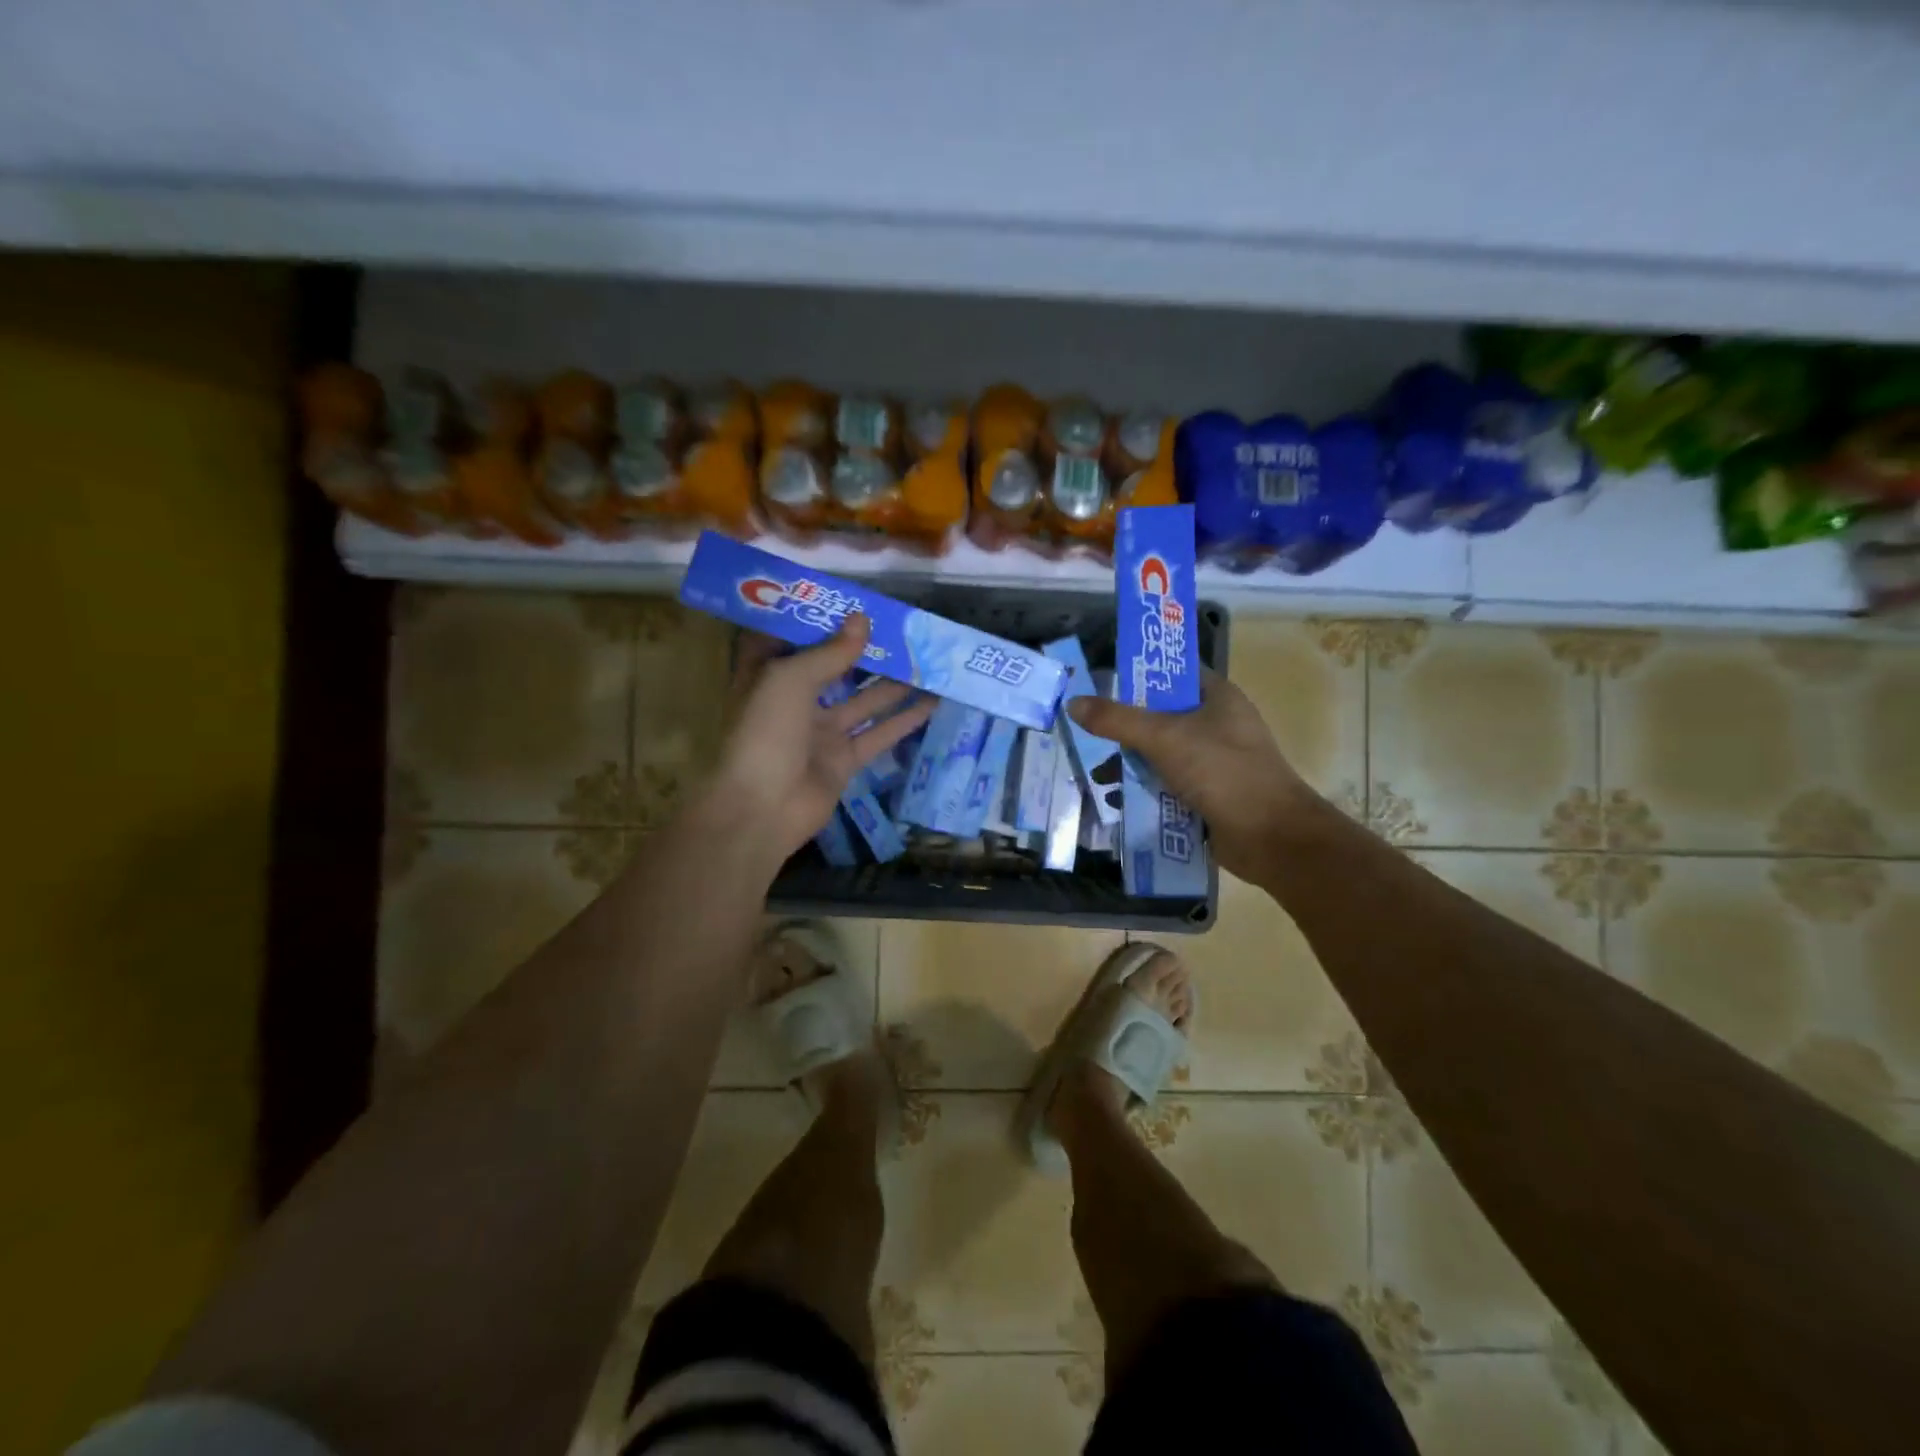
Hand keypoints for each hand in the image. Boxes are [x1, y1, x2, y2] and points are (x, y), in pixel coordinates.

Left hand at [702, 615, 935, 866]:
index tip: (852, 601)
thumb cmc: (765, 732)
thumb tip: (863, 620)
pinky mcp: (844, 760)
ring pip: (864, 700)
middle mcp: (795, 700)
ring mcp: (821, 732)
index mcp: (770, 676)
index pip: (795, 639)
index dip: (821, 620)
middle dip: (867, 650)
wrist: (763, 808)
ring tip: (928, 660)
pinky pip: (879, 734)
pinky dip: (904, 719)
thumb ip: (830, 652)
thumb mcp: (790, 679)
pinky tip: (933, 702)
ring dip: (894, 683)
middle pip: (836, 668)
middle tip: (904, 628)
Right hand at [1067, 668, 1324, 882]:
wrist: (1271, 837)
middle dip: (1125, 726)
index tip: (1100, 682)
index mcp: (1218, 697)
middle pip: (1162, 716)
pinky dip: (1146, 789)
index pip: (1173, 672)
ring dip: (1132, 762)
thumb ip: (1117, 720)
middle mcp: (1218, 724)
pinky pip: (1169, 784)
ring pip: (1162, 753)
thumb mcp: (1164, 738)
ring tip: (1096, 774)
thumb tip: (1074, 703)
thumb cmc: (1222, 771)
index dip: (1139, 673)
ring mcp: (1214, 762)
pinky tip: (1117, 798)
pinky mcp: (1209, 794)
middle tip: (1088, 732)